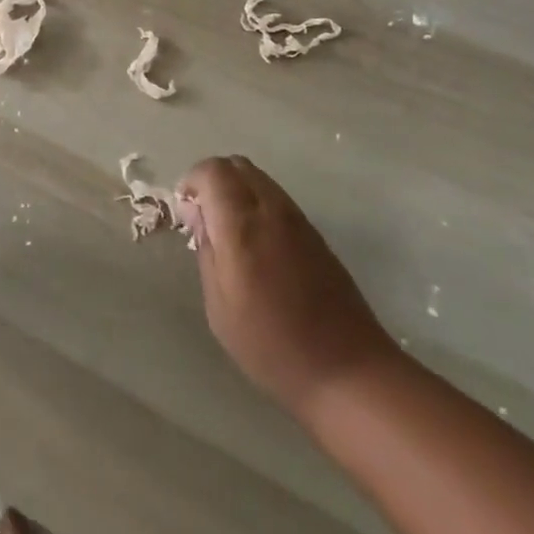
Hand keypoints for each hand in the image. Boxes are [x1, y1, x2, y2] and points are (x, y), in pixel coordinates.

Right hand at [177, 155, 396, 420]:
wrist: (347, 369)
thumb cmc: (271, 345)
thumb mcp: (219, 306)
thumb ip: (206, 250)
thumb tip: (198, 214)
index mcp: (242, 225)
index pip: (212, 170)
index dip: (192, 181)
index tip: (186, 213)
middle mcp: (271, 209)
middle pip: (237, 165)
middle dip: (212, 180)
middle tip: (203, 218)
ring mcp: (297, 218)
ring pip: (258, 178)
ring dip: (236, 191)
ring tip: (229, 233)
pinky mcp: (314, 232)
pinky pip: (276, 197)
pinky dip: (256, 204)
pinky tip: (256, 245)